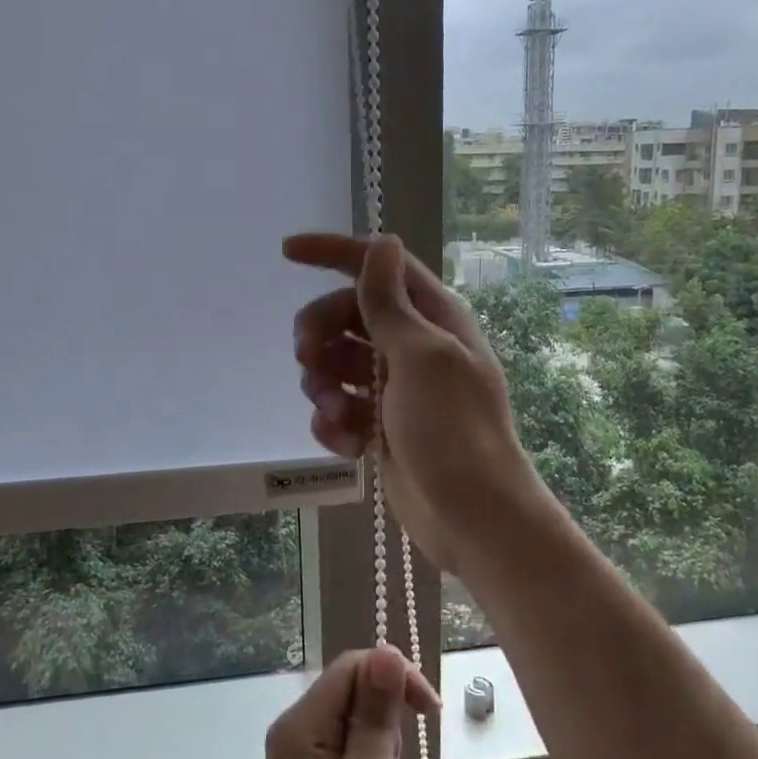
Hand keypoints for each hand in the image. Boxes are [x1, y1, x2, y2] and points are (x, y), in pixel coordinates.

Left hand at [245, 647, 439, 758]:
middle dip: (388, 715)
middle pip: (354, 686)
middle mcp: (296, 729)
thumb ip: (376, 718)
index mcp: (301, 725)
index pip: (353, 666)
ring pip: (357, 716)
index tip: (430, 712)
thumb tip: (387, 652)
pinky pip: (352, 744)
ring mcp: (303, 754)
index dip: (394, 676)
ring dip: (383, 742)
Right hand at [284, 231, 547, 573]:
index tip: (285, 252)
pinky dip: (334, 423)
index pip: (377, 266)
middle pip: (345, 315)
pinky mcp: (379, 426)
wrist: (472, 516)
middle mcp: (411, 345)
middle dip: (320, 333)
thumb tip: (383, 242)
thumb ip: (390, 303)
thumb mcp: (421, 357)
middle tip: (307, 357)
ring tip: (338, 413)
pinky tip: (349, 445)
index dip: (332, 253)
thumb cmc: (453, 429)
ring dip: (324, 385)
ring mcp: (394, 388)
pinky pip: (338, 408)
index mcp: (432, 317)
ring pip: (334, 363)